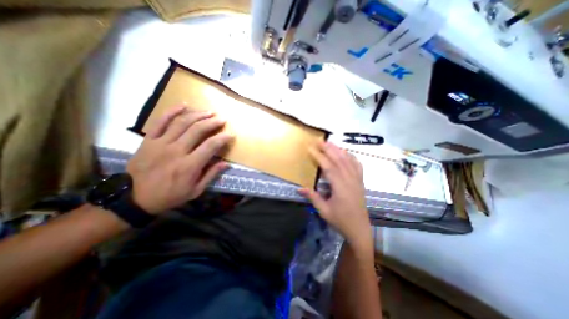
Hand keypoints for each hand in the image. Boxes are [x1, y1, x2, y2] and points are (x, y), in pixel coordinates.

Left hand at [128, 107, 234, 213]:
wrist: (135, 198)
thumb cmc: (170, 195)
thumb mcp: (195, 191)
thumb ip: (211, 175)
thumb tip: (226, 163)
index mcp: (190, 165)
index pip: (211, 146)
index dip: (223, 138)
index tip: (231, 134)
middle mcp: (177, 151)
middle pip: (198, 130)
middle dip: (213, 122)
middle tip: (222, 119)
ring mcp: (161, 143)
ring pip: (182, 123)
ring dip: (198, 115)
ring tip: (209, 112)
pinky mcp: (149, 140)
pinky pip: (160, 121)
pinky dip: (172, 111)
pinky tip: (183, 105)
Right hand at [298, 140, 373, 251]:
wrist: (359, 229)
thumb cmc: (340, 221)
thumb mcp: (324, 211)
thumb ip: (313, 197)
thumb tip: (299, 188)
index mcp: (340, 187)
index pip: (328, 167)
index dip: (319, 156)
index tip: (311, 148)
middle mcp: (350, 180)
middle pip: (339, 160)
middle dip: (328, 149)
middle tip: (320, 140)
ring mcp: (357, 180)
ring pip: (348, 161)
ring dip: (339, 150)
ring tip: (330, 142)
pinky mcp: (360, 182)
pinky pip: (357, 165)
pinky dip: (351, 157)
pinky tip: (346, 152)